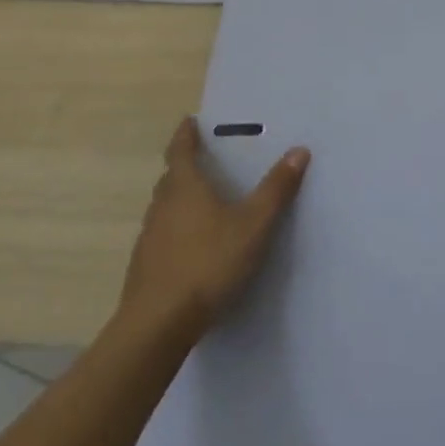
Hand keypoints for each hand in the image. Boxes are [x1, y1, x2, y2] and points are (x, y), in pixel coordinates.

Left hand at [119, 117, 309, 338]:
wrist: (158, 324)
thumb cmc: (208, 263)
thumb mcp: (253, 225)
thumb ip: (276, 189)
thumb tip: (299, 150)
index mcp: (185, 187)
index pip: (181, 150)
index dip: (186, 134)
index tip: (190, 121)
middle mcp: (162, 205)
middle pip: (171, 177)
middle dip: (184, 166)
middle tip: (203, 160)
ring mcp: (149, 237)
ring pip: (164, 207)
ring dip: (178, 199)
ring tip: (200, 202)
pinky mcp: (145, 266)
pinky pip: (161, 235)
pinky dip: (175, 229)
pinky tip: (191, 246)